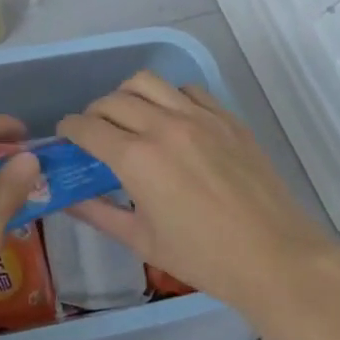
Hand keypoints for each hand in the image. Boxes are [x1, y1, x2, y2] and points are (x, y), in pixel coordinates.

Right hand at [57, 71, 339, 314]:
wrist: (275, 257)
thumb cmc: (203, 258)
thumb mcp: (141, 241)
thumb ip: (97, 213)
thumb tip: (65, 198)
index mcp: (137, 159)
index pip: (87, 126)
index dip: (69, 128)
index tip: (66, 136)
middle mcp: (163, 126)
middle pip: (112, 100)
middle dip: (94, 113)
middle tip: (95, 132)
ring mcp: (198, 117)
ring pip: (147, 82)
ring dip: (128, 95)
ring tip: (131, 116)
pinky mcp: (226, 117)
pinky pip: (188, 89)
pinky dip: (170, 97)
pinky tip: (174, 120)